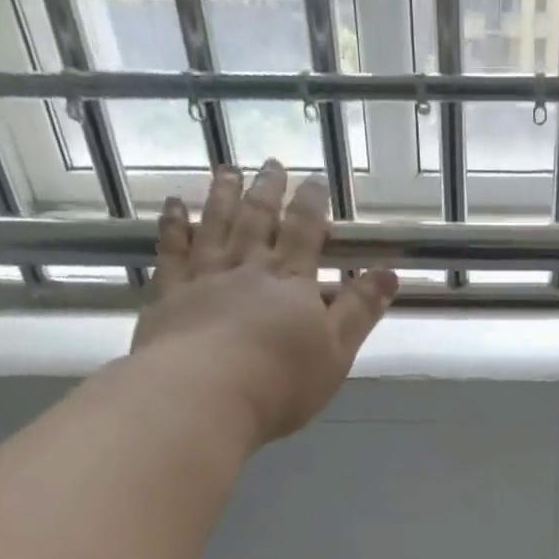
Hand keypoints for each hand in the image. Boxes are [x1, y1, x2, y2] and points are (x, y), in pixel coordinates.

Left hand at [130, 160, 398, 448]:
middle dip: (268, 191)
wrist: (205, 393)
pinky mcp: (169, 294)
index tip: (315, 180)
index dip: (311, 205)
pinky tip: (174, 206)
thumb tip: (390, 273)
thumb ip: (359, 312)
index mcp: (291, 283)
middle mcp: (247, 269)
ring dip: (223, 196)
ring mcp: (204, 277)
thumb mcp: (336, 353)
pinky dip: (173, 224)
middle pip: (258, 220)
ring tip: (228, 171)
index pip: (304, 233)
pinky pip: (172, 250)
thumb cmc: (281, 382)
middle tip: (272, 164)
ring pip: (216, 225)